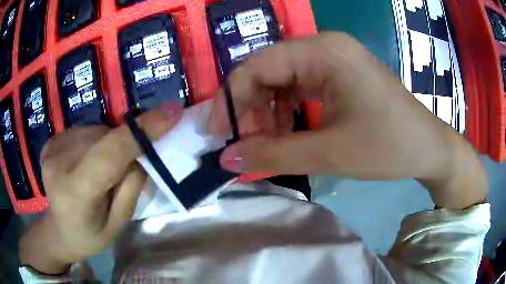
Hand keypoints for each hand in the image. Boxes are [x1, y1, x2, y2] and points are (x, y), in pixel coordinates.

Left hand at [19, 105, 181, 273]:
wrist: (59, 230)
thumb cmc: (90, 234)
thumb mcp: (118, 222)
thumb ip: (132, 185)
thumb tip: (143, 150)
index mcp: (76, 192)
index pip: (110, 153)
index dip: (142, 130)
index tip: (172, 112)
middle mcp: (59, 163)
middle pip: (104, 137)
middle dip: (123, 145)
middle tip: (124, 168)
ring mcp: (52, 148)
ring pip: (96, 130)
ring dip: (107, 143)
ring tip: (101, 169)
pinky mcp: (51, 141)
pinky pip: (84, 130)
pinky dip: (94, 141)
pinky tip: (86, 161)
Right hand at [210, 32, 486, 208]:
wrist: (428, 148)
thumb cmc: (389, 147)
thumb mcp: (330, 154)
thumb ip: (273, 154)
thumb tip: (226, 159)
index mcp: (323, 51)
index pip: (257, 66)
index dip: (230, 99)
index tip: (216, 132)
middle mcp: (324, 46)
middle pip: (267, 70)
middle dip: (249, 108)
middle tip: (244, 144)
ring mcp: (333, 58)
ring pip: (281, 79)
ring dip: (267, 111)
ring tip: (267, 142)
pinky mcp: (339, 74)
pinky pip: (299, 85)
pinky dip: (286, 109)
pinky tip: (288, 130)